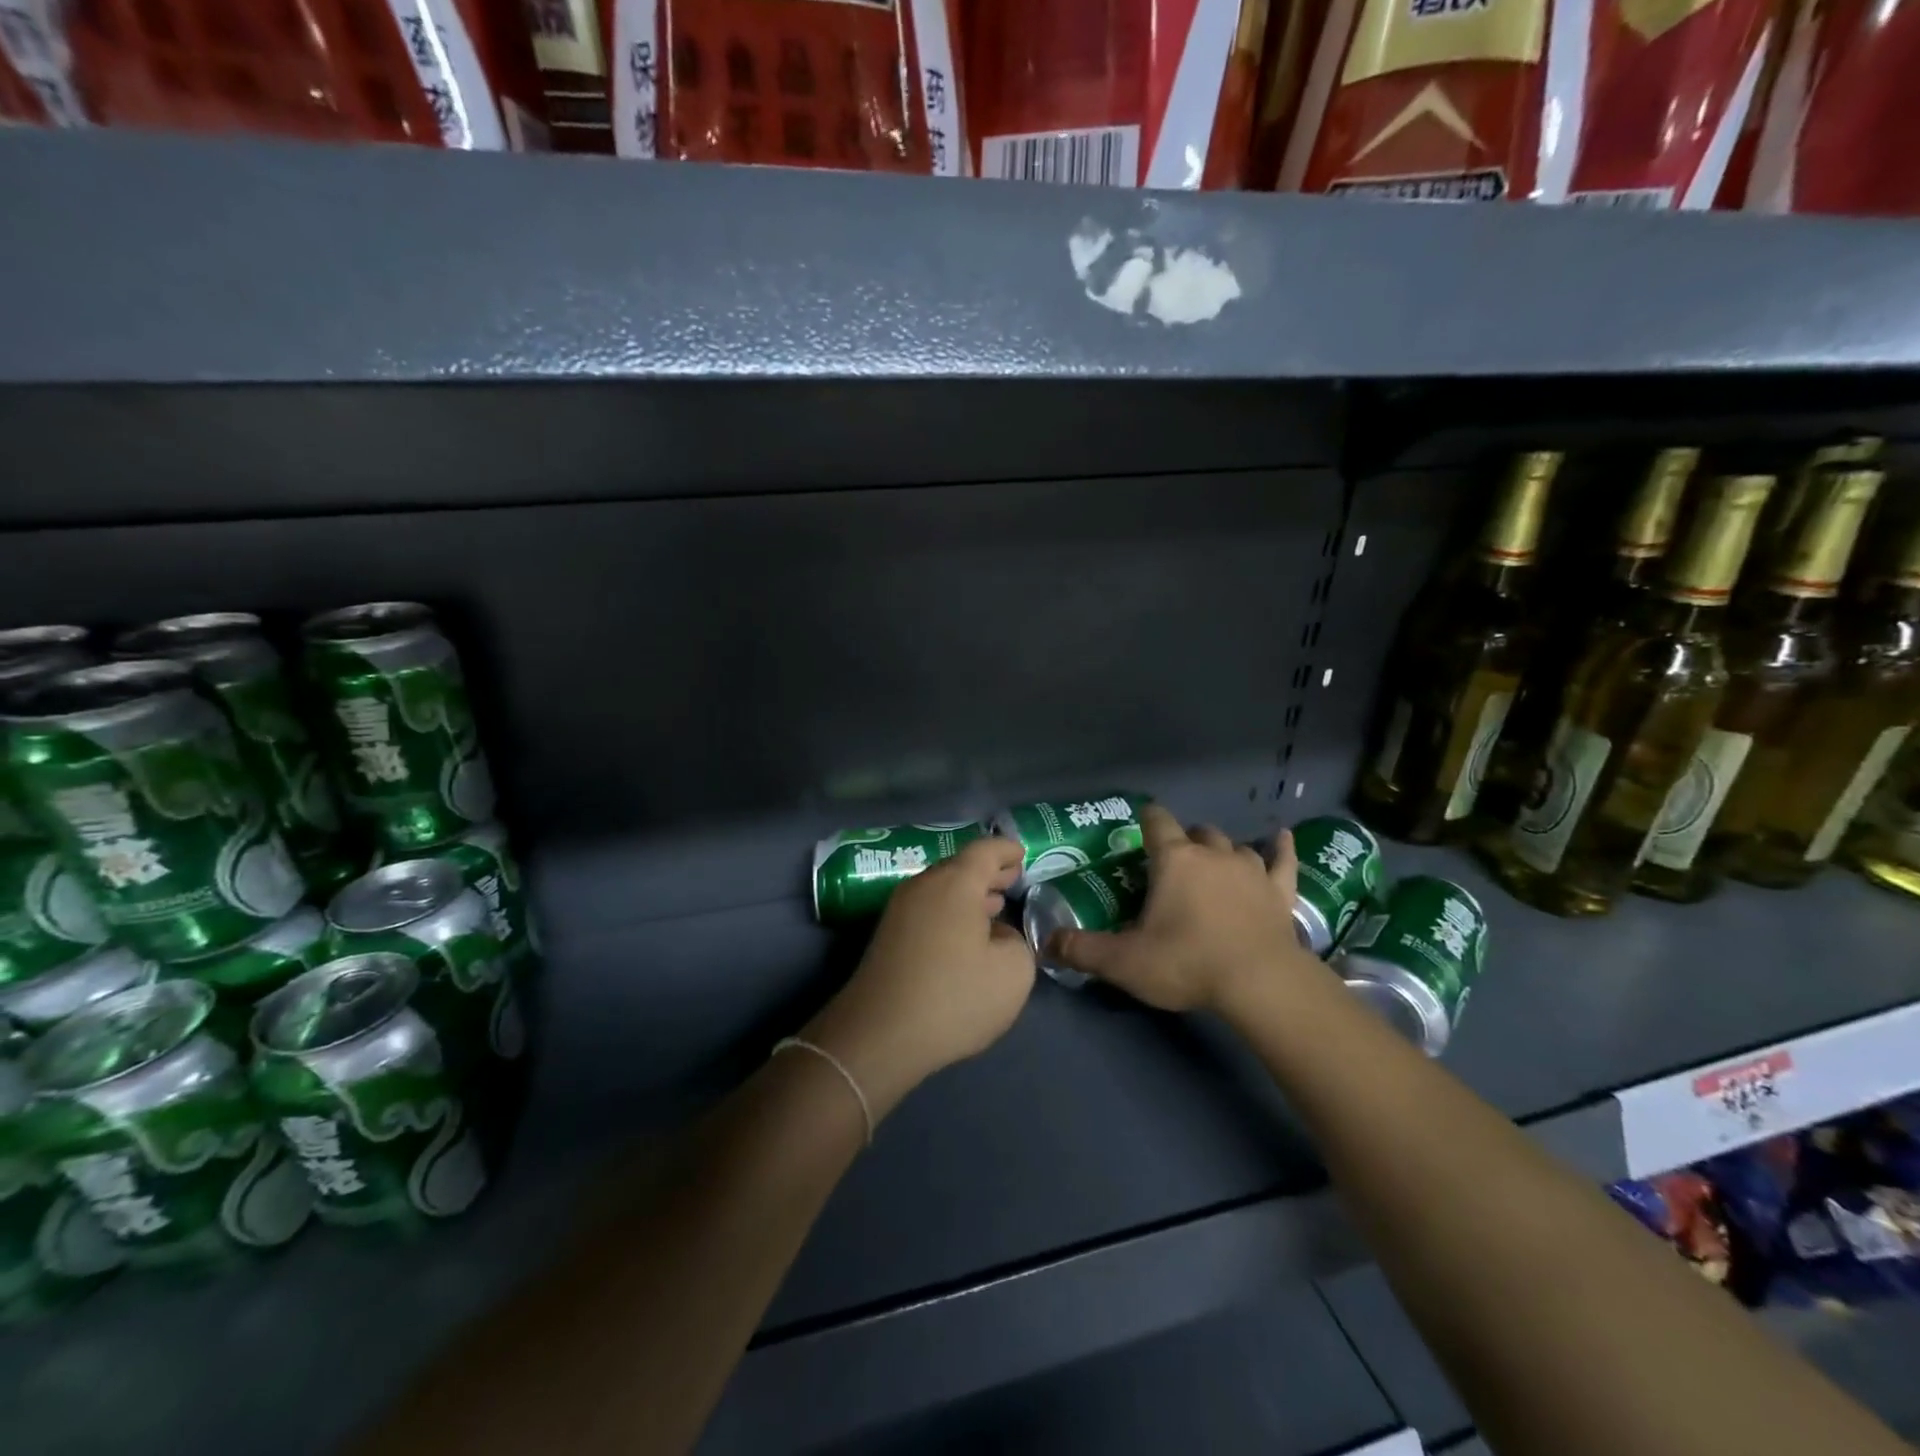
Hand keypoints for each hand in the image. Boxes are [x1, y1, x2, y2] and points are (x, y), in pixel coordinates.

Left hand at [804, 836, 1033, 1116]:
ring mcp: (900, 909)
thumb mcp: (1013, 972)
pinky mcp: (888, 936)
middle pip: (960, 866)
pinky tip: (965, 934)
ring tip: (994, 905)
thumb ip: (1017, 942)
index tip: (1022, 854)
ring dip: (969, 894)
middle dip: (988, 872)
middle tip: (1012, 879)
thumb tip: (996, 934)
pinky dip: (950, 911)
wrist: (879, 1034)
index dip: (1007, 850)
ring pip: (941, 888)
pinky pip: (928, 909)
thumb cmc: (953, 997)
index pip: (985, 850)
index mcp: (955, 883)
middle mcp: (924, 885)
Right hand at [1046, 805, 1322, 1012]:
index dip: (1146, 819)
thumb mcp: (1124, 961)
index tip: (1139, 827)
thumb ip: (1082, 949)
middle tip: (1171, 867)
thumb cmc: (1187, 962)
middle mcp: (1213, 854)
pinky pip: (1282, 861)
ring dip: (1221, 852)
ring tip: (1212, 867)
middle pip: (1197, 832)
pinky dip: (1280, 849)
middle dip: (1183, 842)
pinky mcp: (1279, 892)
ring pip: (1233, 846)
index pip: (1157, 822)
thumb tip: (1046, 943)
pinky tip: (1282, 839)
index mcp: (1174, 860)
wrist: (1260, 984)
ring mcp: (1251, 870)